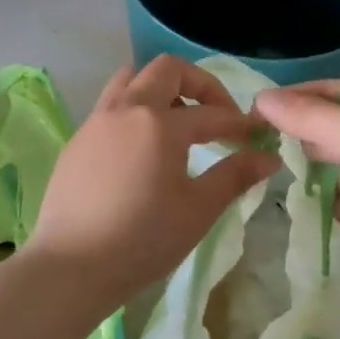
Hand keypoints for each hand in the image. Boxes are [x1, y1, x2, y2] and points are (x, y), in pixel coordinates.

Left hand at [31, 56, 280, 300]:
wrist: (70, 268)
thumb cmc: (142, 239)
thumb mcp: (198, 210)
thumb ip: (235, 176)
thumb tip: (269, 157)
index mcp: (160, 123)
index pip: (211, 113)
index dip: (239, 122)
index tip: (257, 135)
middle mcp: (126, 109)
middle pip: (167, 70)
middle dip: (199, 85)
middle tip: (217, 115)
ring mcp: (96, 122)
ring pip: (131, 80)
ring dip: (160, 89)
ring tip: (176, 123)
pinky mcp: (77, 141)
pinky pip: (110, 106)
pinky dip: (134, 112)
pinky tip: (141, 149)